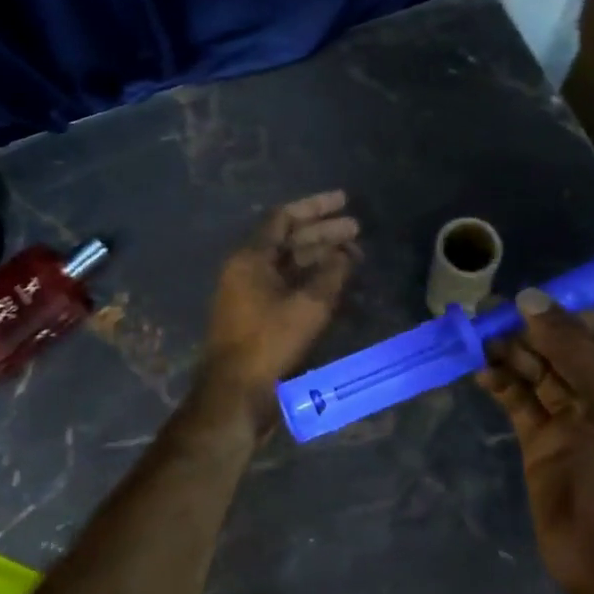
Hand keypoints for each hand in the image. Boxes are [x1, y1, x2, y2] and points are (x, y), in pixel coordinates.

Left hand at [204, 191, 359, 411]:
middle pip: (289, 240)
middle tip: (358, 230)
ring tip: (355, 256)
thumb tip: (346, 254)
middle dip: (324, 233)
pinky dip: (312, 281)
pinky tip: (337, 283)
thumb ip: (332, 273)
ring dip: (320, 257)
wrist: (236, 393)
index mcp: (250, 257)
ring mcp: (250, 293)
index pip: (284, 218)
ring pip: (290, 265)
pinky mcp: (257, 316)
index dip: (316, 207)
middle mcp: (247, 269)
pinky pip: (287, 286)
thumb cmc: (270, 343)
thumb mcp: (309, 305)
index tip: (345, 201)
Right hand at [477, 289, 593, 593]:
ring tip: (477, 341)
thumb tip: (530, 298)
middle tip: (485, 316)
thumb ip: (573, 350)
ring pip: (536, 370)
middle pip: (562, 347)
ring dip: (509, 353)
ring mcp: (571, 417)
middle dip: (527, 331)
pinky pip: (518, 399)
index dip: (561, 313)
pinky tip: (482, 373)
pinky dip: (501, 383)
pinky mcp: (540, 440)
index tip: (522, 303)